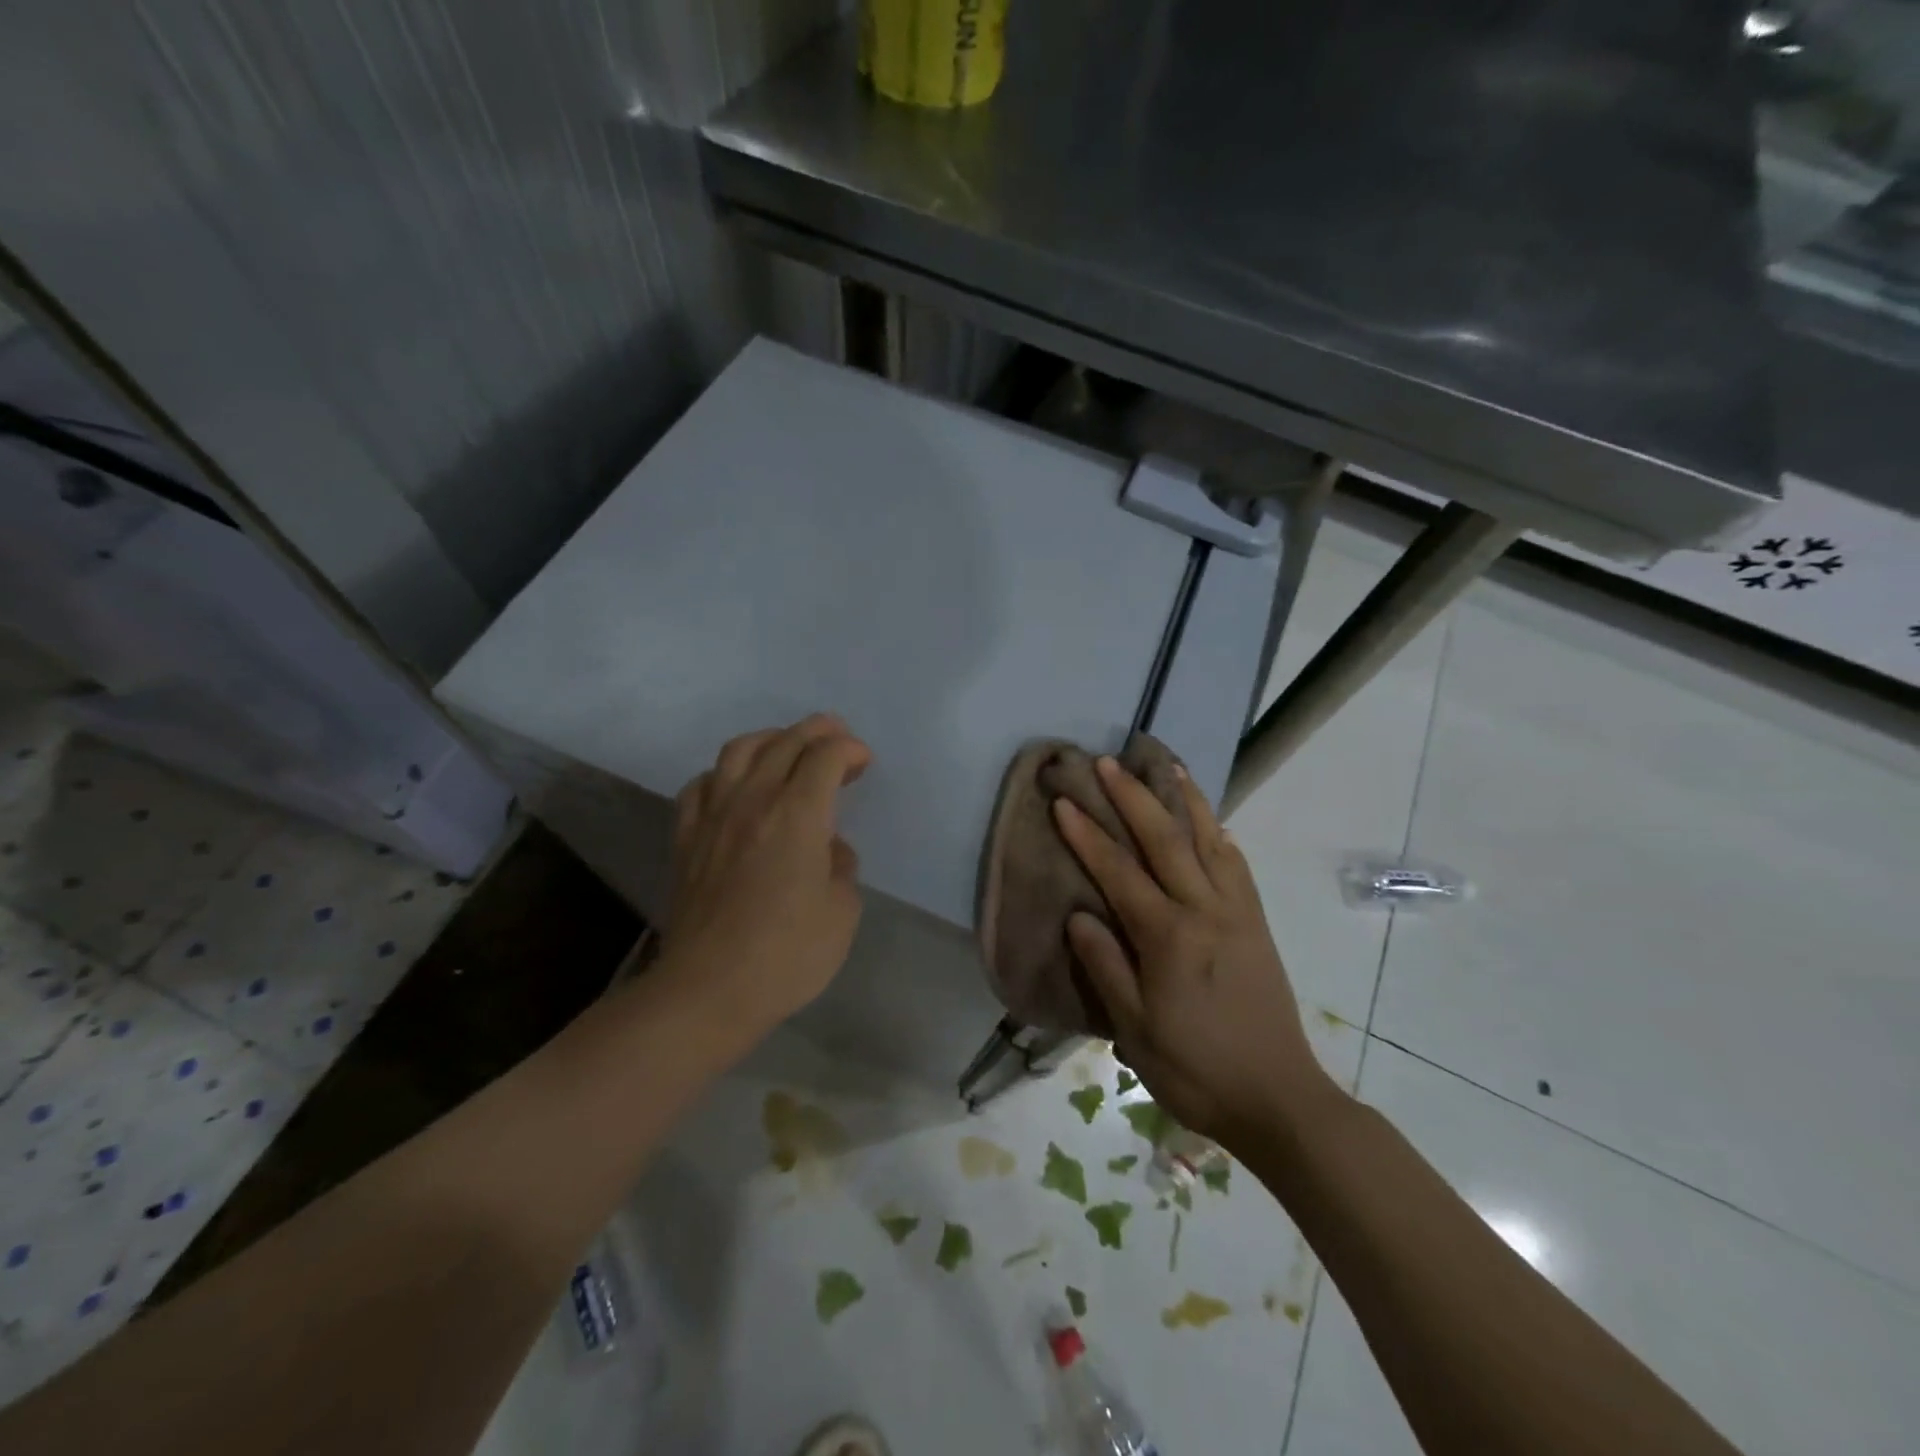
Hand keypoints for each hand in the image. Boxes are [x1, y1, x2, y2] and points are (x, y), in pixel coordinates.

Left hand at [661, 715, 871, 1032]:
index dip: (850, 750)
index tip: (864, 763)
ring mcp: (714, 816)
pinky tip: (735, 786)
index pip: (826, 756)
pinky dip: (725, 772)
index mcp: (797, 814)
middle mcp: (753, 800)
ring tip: (788, 747)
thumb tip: (826, 848)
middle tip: (838, 739)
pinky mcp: (687, 837)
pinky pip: (702, 784)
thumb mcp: (842, 912)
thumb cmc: (787, 954)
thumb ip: (841, 866)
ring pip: (739, 750)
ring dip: (771, 738)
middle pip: (785, 741)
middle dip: (818, 731)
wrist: (708, 990)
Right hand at [1053, 757, 1339, 1144]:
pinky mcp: (1257, 923)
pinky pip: (1236, 865)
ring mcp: (1237, 912)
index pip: (1119, 872)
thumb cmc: (1196, 1069)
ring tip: (1166, 765)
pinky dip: (1219, 833)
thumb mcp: (1135, 1029)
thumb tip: (1080, 915)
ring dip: (1184, 799)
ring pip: (1208, 840)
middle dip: (1132, 796)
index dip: (1088, 834)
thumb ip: (1106, 966)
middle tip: (1107, 761)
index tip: (1065, 800)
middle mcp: (1205, 910)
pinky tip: (1210, 822)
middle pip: (1166, 839)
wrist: (1279, 1099)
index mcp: (1169, 936)